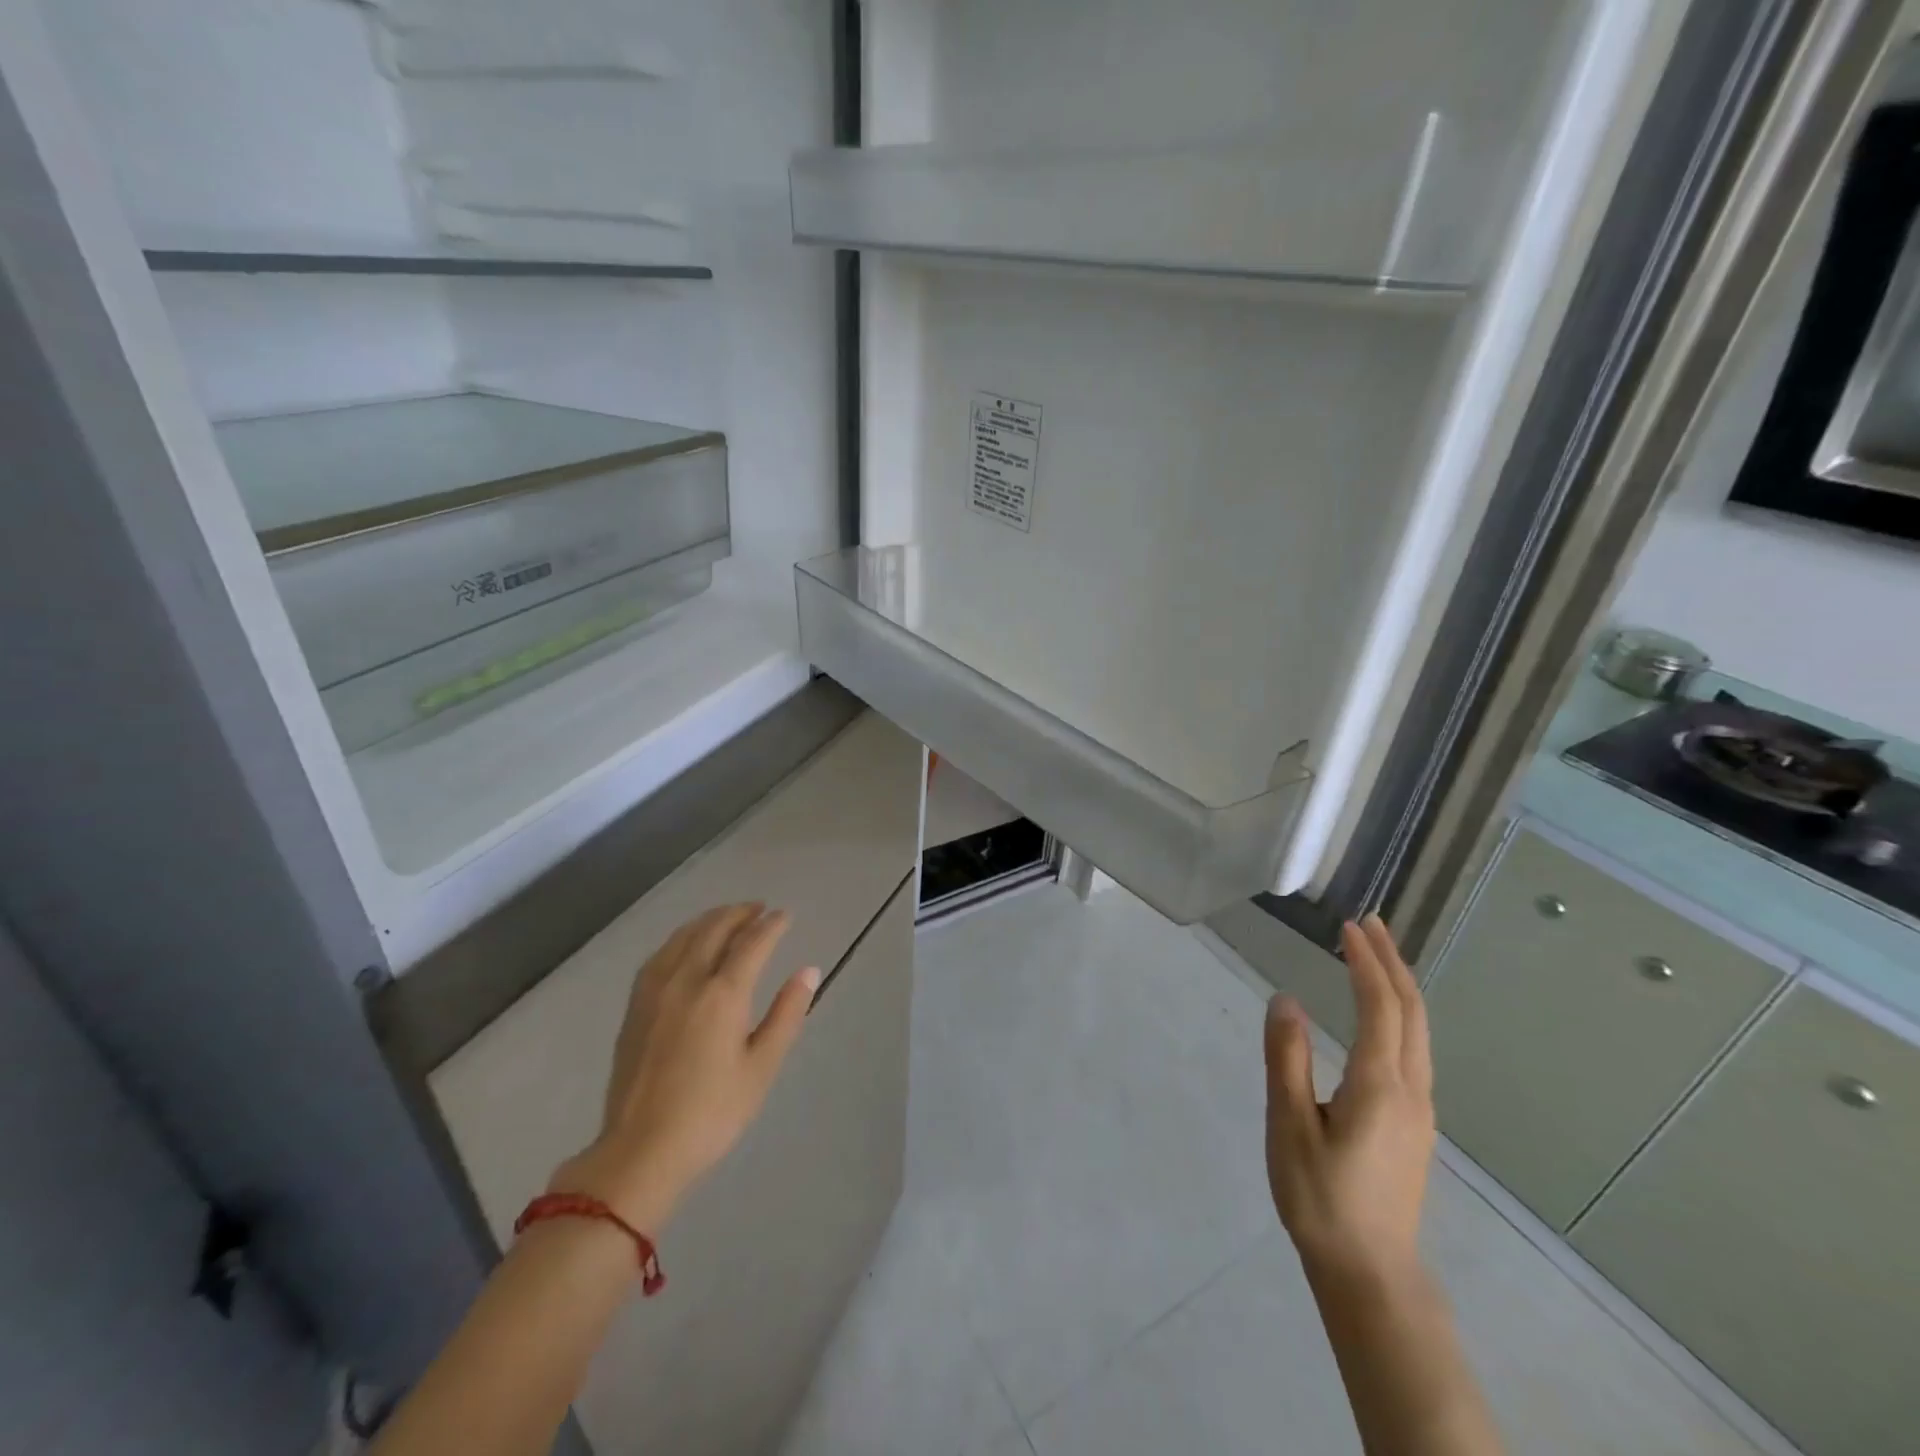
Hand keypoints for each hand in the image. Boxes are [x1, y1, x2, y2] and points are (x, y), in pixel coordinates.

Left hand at [549, 904, 819, 1230]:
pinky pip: (661, 954)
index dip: (772, 925)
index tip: (786, 915)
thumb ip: (786, 1013)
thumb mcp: (761, 1067)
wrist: (641, 1151)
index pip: (752, 943)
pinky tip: (685, 944)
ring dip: (710, 919)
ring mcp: (656, 990)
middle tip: (759, 908)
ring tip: (728, 916)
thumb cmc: (712, 1113)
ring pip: (684, 936)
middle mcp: (687, 980)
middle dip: (740, 913)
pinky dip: (681, 938)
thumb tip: (808, 971)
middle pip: (715, 929)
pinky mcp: (635, 1006)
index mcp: (723, 994)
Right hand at [1264, 915, 1434, 1285]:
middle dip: (1392, 962)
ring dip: (1399, 986)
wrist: (1371, 1273)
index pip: (1381, 1006)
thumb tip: (1285, 1000)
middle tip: (1369, 924)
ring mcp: (1420, 1110)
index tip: (1348, 926)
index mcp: (1380, 1085)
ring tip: (1375, 956)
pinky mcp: (1415, 1125)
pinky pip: (1414, 1050)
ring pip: (1419, 1032)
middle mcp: (1411, 1090)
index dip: (1366, 962)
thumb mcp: (1290, 1126)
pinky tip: (1381, 1016)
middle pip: (1412, 1012)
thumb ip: (1286, 1060)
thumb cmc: (1321, 1198)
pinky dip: (1400, 1014)